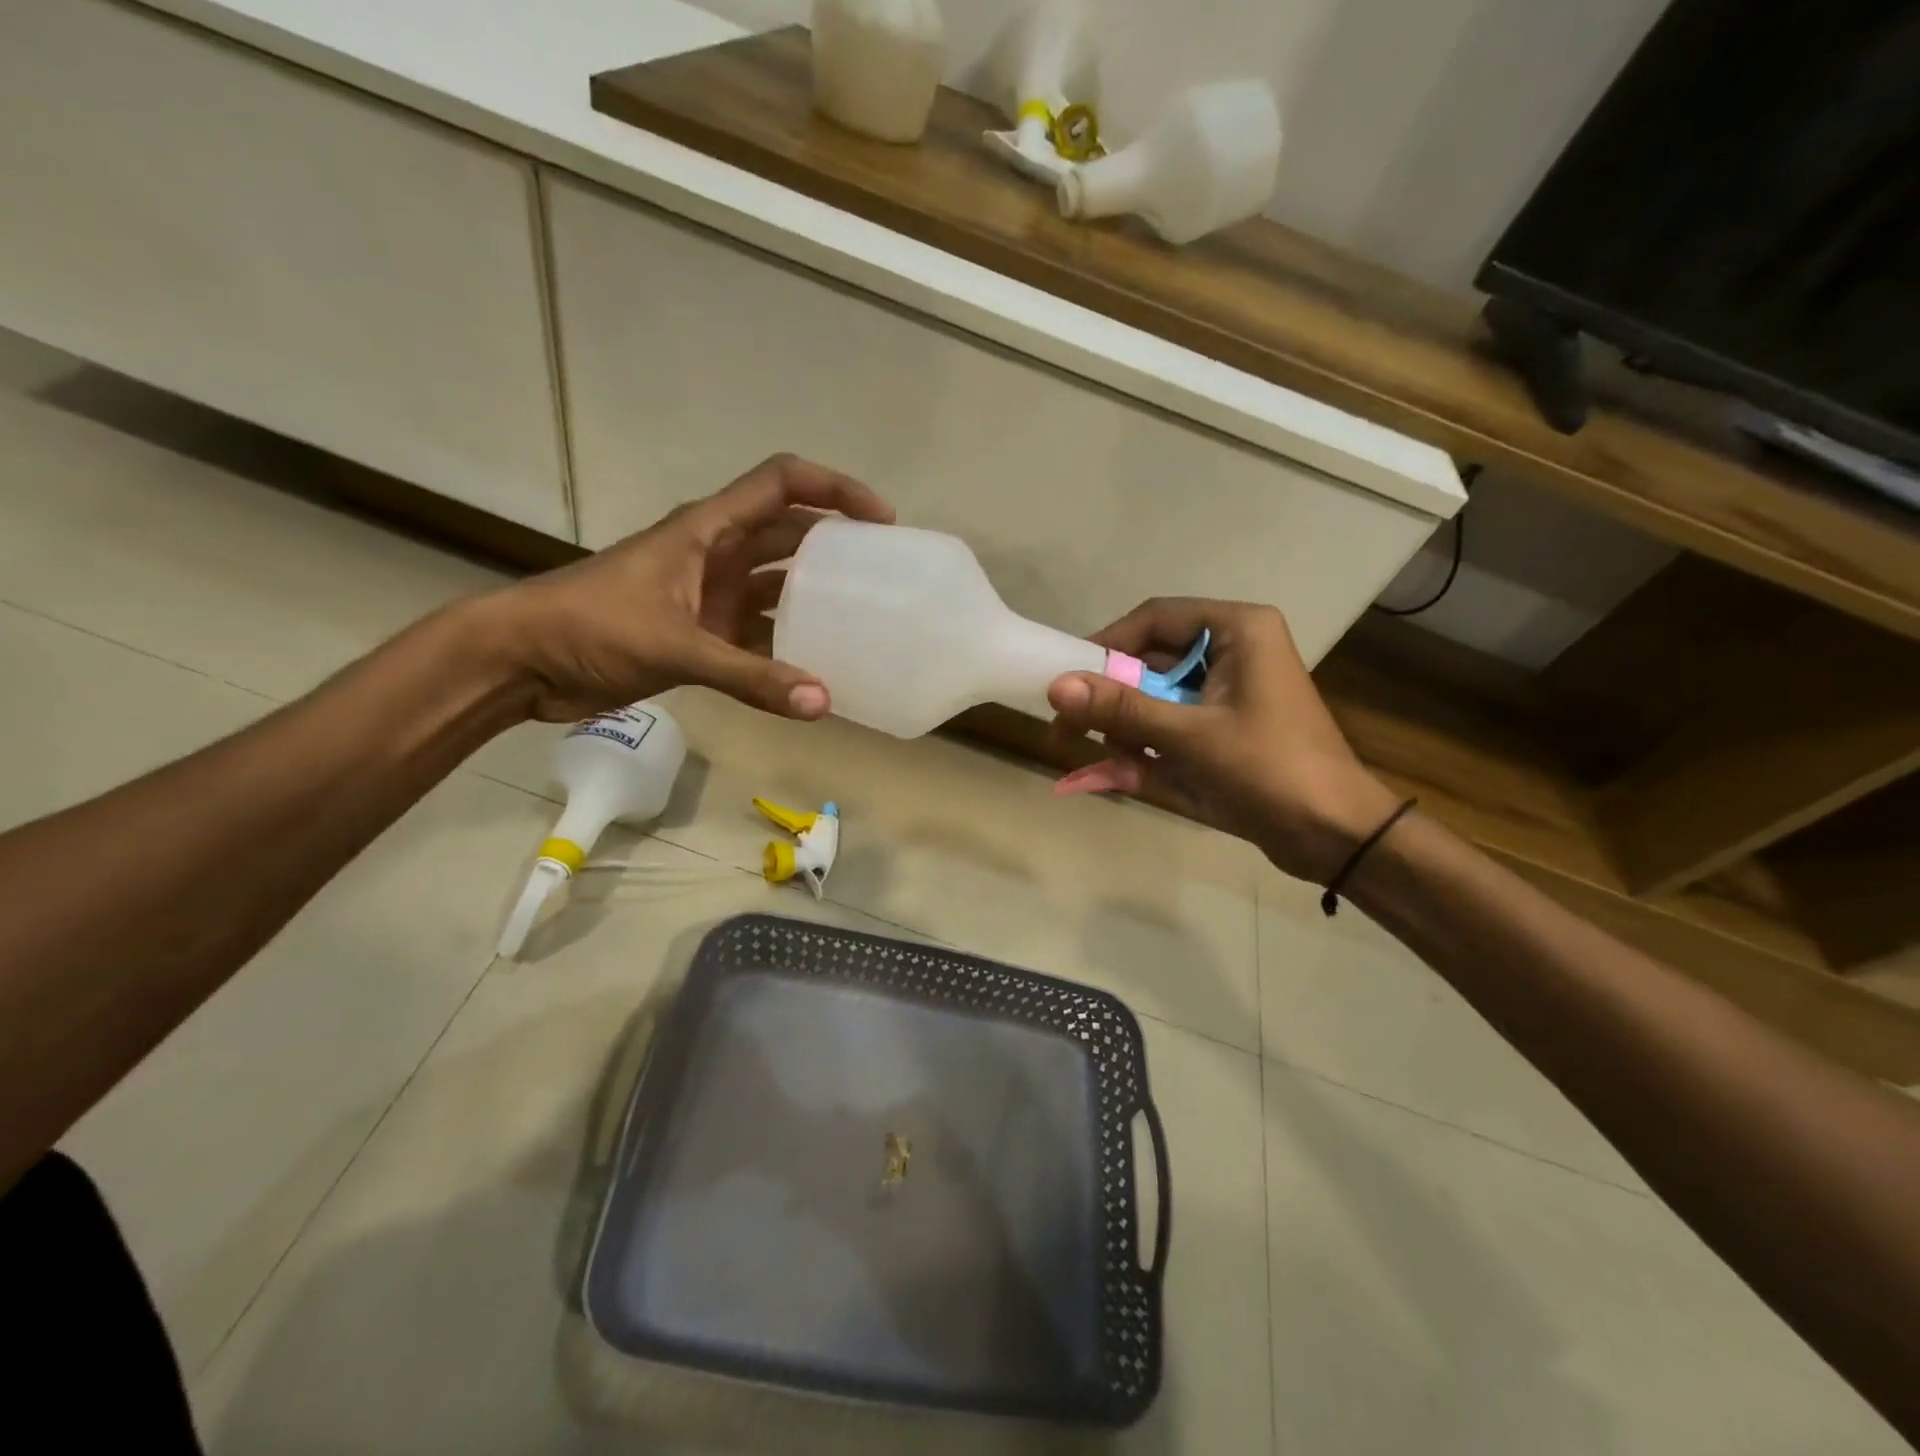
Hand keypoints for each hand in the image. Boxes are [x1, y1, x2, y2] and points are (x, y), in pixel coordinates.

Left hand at [487, 454, 893, 722]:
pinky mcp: (701, 635)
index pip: (782, 484)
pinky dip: (787, 649)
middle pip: (790, 534)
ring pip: (777, 587)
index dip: (835, 489)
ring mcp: (709, 596)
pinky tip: (819, 669)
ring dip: (816, 598)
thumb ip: (749, 677)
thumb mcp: (675, 646)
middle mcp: (715, 554)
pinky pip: (759, 635)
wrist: (523, 663)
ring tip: (866, 620)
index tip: (881, 521)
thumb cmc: (590, 629)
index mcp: (708, 529)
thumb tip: (822, 703)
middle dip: (838, 546)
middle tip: (888, 574)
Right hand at [1047, 598, 1400, 883]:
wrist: (1336, 837)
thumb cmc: (1270, 771)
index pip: (1154, 619)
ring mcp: (1228, 693)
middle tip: (1067, 729)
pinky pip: (1170, 727)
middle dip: (1111, 700)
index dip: (1106, 645)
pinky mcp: (1223, 728)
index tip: (1067, 680)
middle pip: (1150, 661)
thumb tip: (1056, 686)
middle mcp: (1233, 652)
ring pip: (1155, 697)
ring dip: (1126, 729)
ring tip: (1104, 759)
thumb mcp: (1190, 737)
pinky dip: (1145, 749)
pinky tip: (1124, 773)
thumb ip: (1122, 709)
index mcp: (1237, 631)